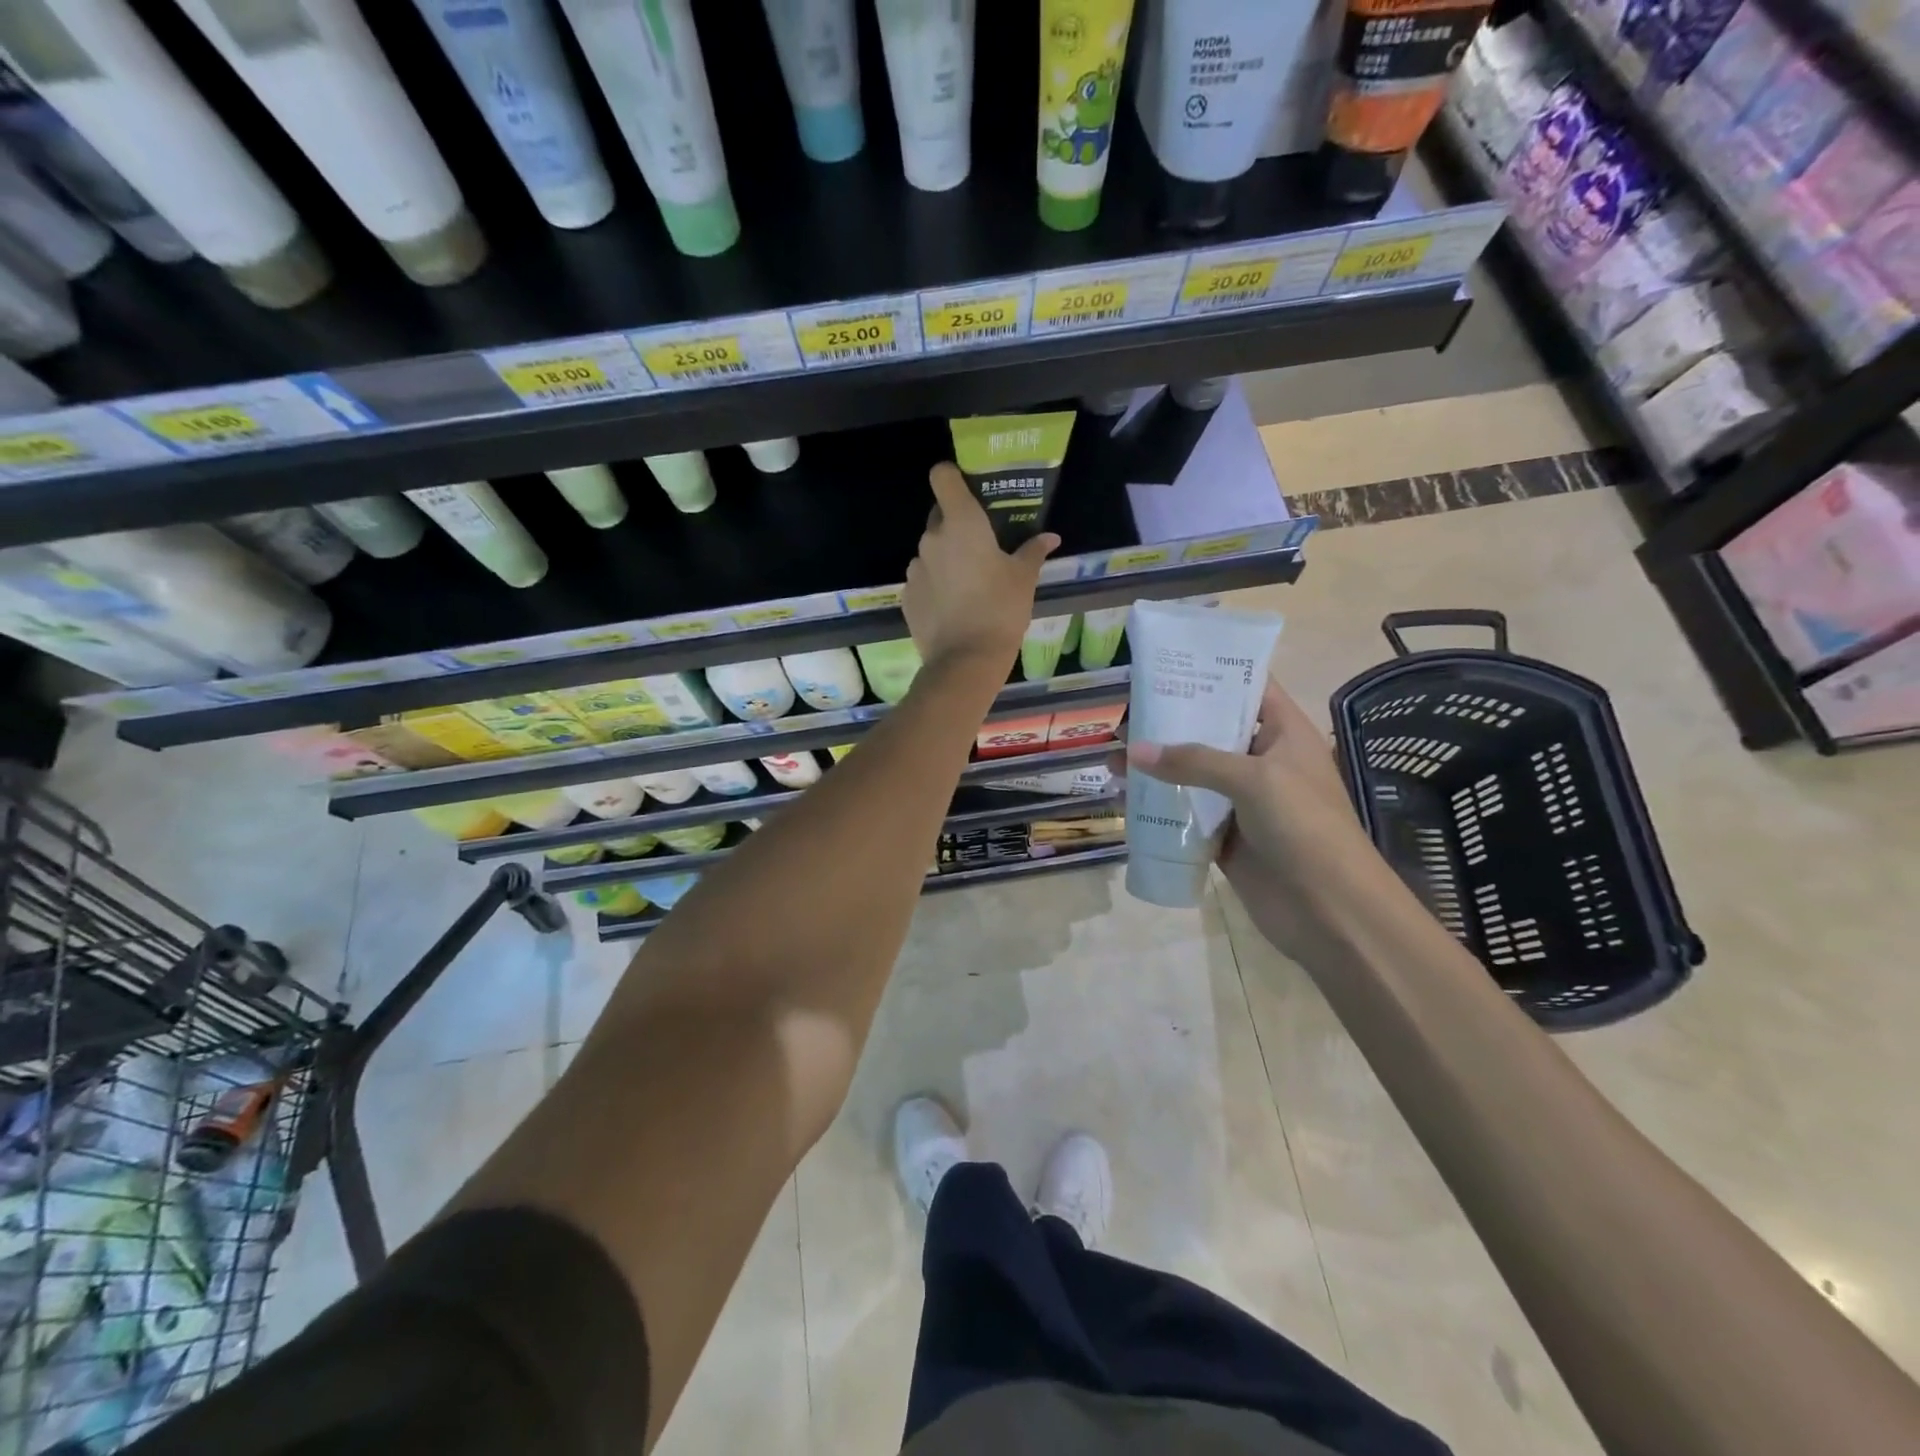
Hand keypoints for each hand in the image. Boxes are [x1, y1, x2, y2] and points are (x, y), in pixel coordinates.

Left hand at [904, 462, 1057, 673]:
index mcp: (961, 523)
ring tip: (967, 583)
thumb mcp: (1024, 579)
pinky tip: (952, 606)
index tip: (968, 490)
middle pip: (939, 515)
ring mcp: (915, 568)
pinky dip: (935, 585)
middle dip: (956, 524)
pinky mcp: (906, 595)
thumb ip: (1033, 552)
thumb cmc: (1001, 610)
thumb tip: (1050, 537)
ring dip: (945, 557)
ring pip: (930, 550)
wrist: (966, 661)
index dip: (952, 476)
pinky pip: (922, 579)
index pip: (942, 476)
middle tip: (980, 546)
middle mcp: (931, 539)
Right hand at [1129, 678, 1407, 965]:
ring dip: (1157, 765)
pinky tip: (1126, 796)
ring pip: (1193, 773)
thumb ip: (1194, 761)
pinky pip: (1187, 812)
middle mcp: (1262, 761)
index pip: (1249, 688)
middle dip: (1171, 720)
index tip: (1169, 664)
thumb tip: (1132, 750)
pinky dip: (1159, 804)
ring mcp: (1243, 800)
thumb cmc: (1304, 827)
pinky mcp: (1225, 836)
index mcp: (1284, 734)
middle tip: (1125, 709)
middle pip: (1212, 729)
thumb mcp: (1255, 779)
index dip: (1213, 672)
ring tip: (1112, 755)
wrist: (1329, 909)